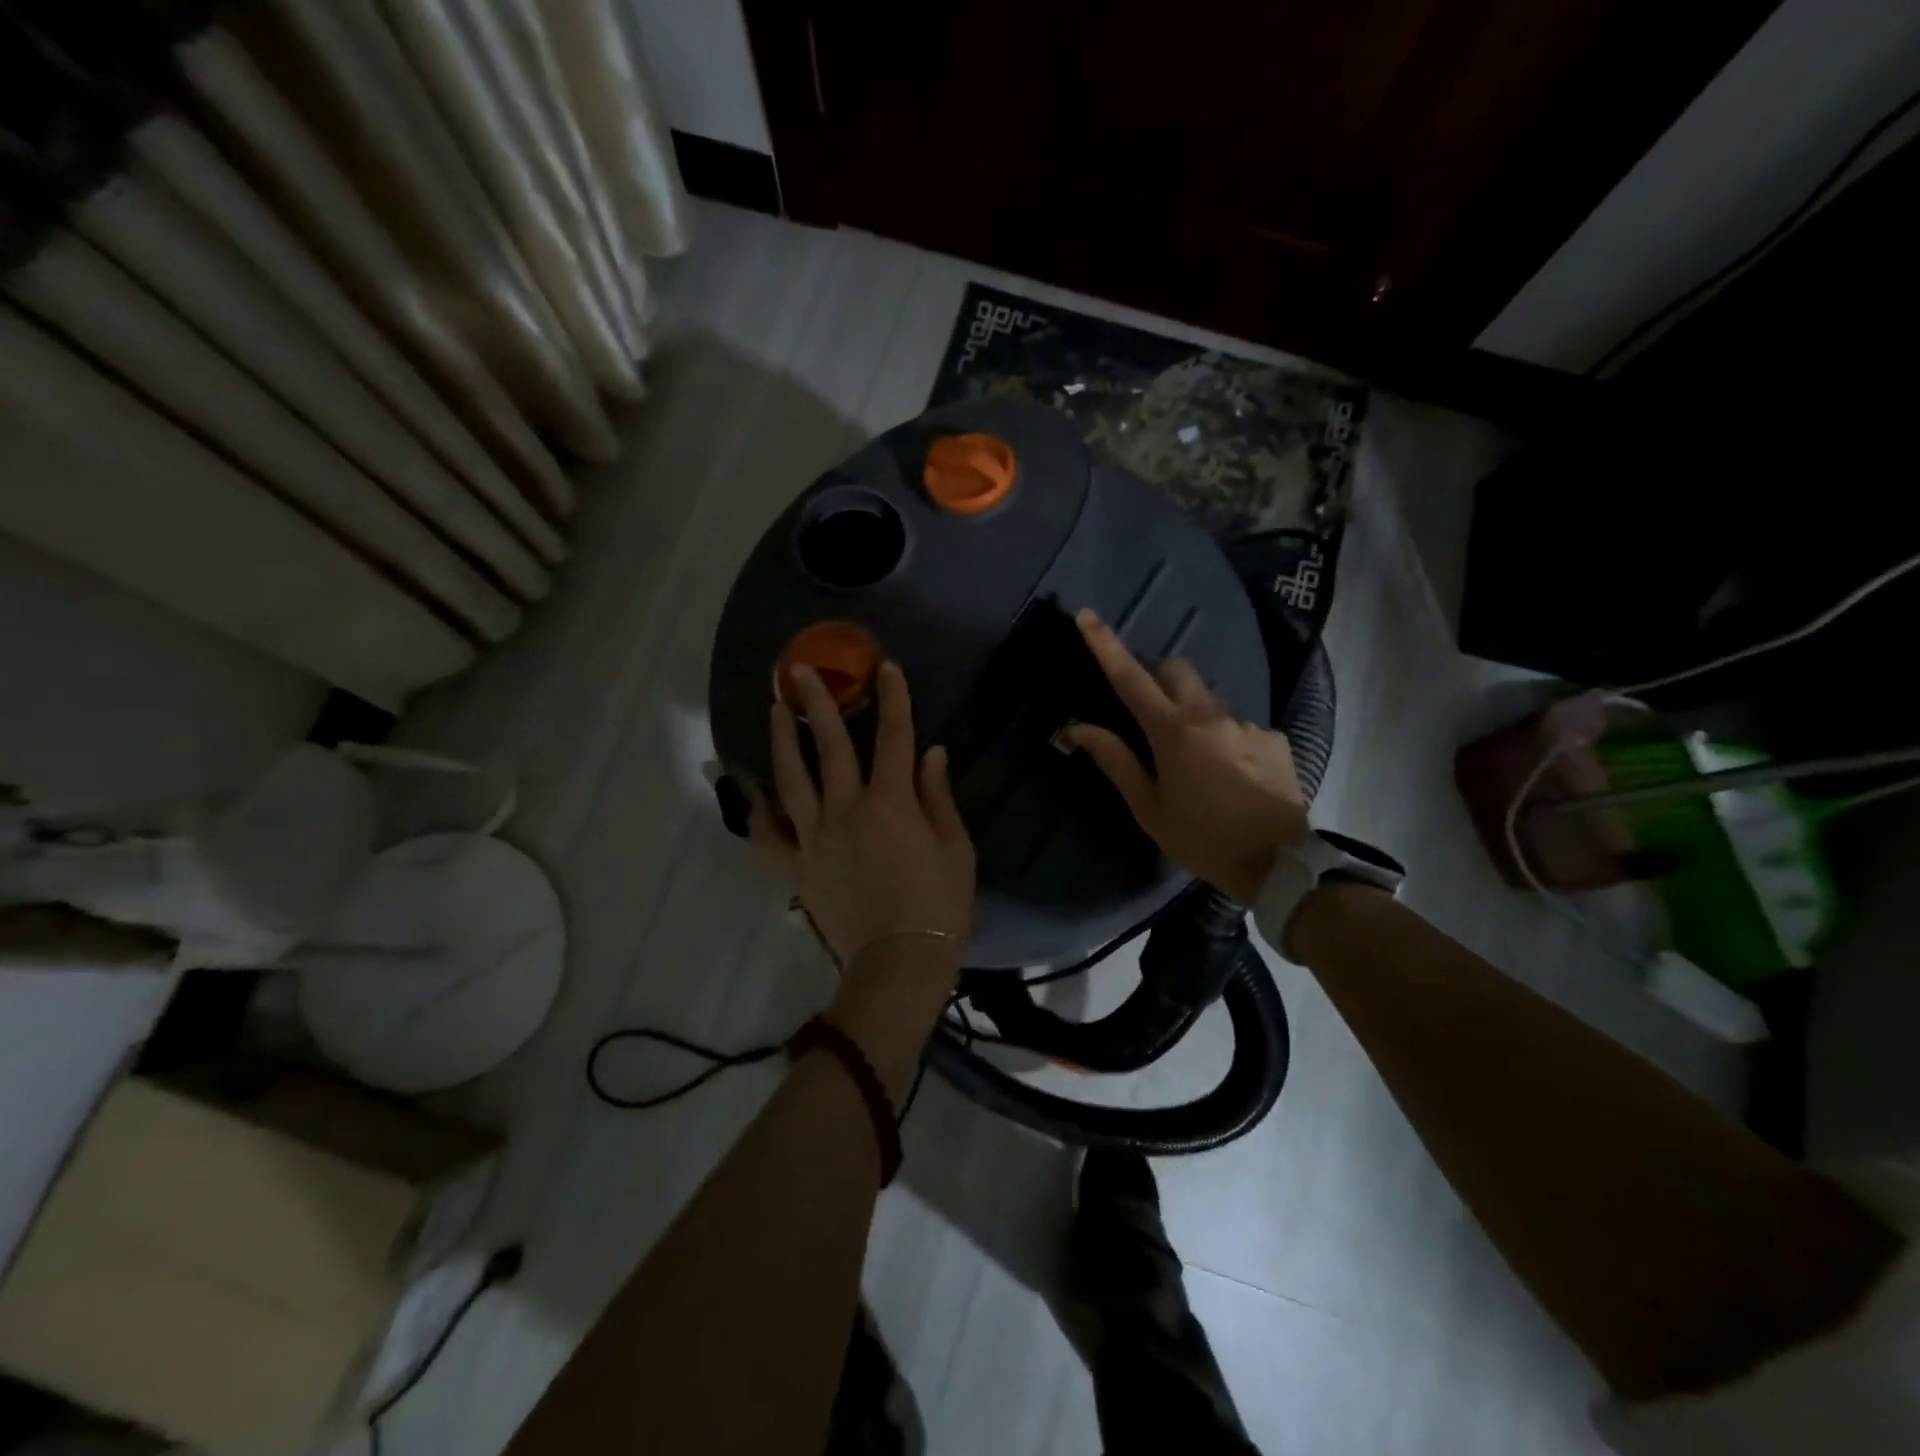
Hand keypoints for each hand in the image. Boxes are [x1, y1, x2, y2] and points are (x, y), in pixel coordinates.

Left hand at [752, 661, 975, 989]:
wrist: (899, 962)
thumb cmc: (939, 905)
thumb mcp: (955, 848)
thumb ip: (938, 796)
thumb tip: (931, 752)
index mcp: (891, 803)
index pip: (894, 737)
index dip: (893, 699)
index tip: (886, 667)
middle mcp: (846, 810)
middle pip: (830, 746)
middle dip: (818, 703)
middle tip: (799, 670)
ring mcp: (815, 838)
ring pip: (791, 779)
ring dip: (782, 740)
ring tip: (775, 710)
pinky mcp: (797, 868)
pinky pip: (768, 839)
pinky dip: (759, 818)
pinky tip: (757, 799)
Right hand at [1064, 608, 1308, 904]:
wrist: (1279, 863)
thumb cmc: (1202, 839)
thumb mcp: (1149, 808)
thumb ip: (1116, 761)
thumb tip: (1078, 728)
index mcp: (1173, 732)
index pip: (1130, 678)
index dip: (1105, 645)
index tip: (1086, 615)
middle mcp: (1210, 715)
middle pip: (1175, 669)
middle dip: (1153, 674)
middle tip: (1143, 706)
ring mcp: (1246, 723)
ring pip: (1207, 697)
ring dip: (1189, 711)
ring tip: (1191, 758)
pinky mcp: (1273, 738)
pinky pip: (1236, 724)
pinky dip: (1221, 737)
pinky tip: (1227, 773)